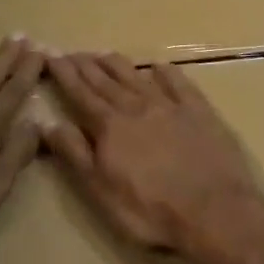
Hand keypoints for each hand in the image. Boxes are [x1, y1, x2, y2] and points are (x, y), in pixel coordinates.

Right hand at [43, 52, 263, 262]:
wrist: (215, 212)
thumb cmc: (150, 211)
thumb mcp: (101, 191)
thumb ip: (75, 154)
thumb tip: (48, 122)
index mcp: (110, 127)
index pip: (81, 94)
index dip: (65, 75)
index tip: (52, 56)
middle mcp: (137, 108)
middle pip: (107, 82)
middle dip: (86, 65)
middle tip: (72, 51)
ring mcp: (171, 107)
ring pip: (138, 78)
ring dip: (119, 64)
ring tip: (104, 54)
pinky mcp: (200, 113)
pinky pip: (180, 84)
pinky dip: (167, 73)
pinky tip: (159, 66)